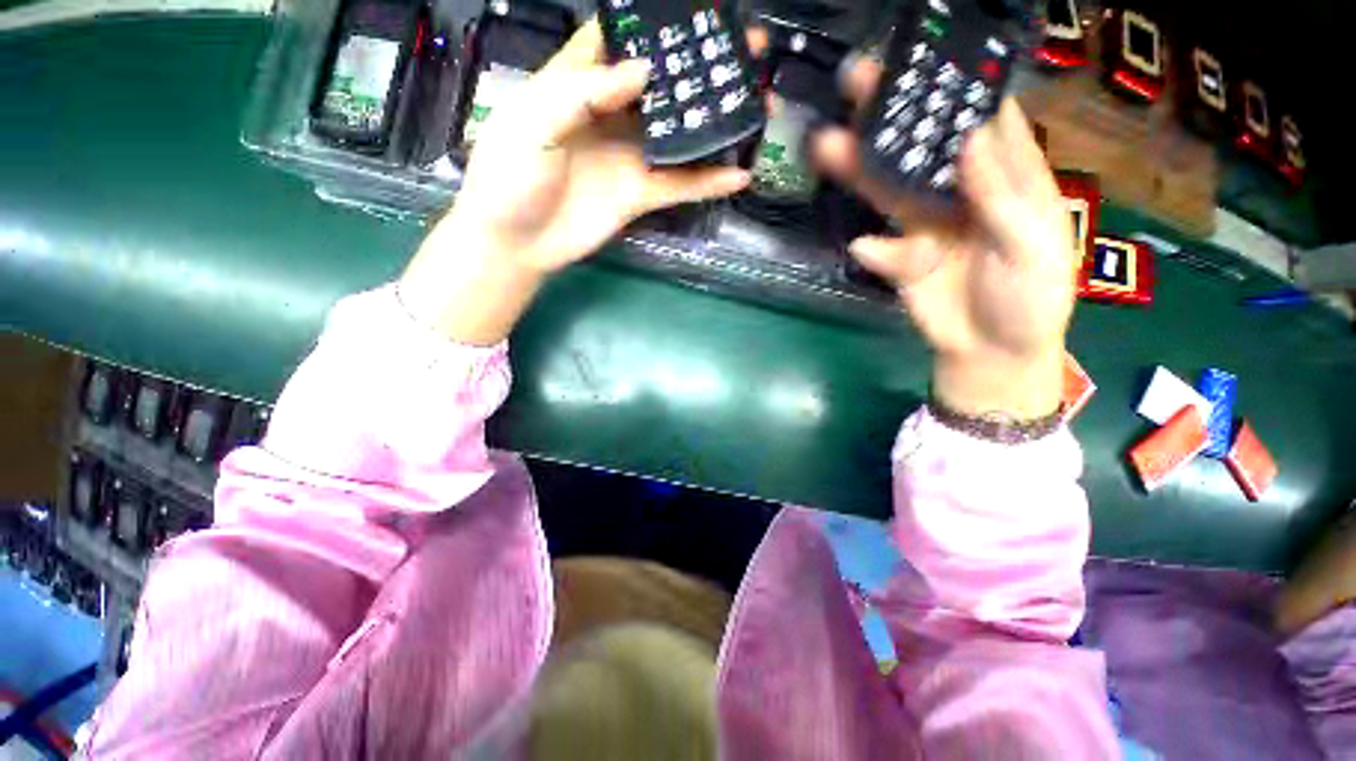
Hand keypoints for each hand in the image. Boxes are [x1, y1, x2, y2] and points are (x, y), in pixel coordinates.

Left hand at [401, 19, 750, 344]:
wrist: (518, 242)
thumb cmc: (511, 176)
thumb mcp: (535, 122)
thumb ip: (584, 94)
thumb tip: (643, 71)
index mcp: (579, 84)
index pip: (620, 41)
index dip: (653, 25)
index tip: (697, 12)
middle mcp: (611, 115)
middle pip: (663, 85)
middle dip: (702, 67)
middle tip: (748, 52)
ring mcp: (630, 157)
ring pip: (681, 134)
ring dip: (717, 122)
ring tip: (759, 105)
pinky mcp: (640, 195)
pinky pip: (681, 186)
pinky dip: (709, 182)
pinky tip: (739, 175)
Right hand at [814, 61, 1075, 419]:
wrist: (991, 352)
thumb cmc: (1030, 298)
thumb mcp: (1033, 247)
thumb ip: (1002, 197)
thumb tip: (972, 138)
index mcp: (1005, 178)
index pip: (980, 119)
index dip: (954, 87)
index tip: (921, 57)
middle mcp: (959, 192)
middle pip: (923, 145)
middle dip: (892, 113)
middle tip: (856, 80)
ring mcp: (924, 225)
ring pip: (889, 189)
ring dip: (859, 169)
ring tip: (826, 145)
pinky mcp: (899, 259)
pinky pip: (881, 249)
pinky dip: (874, 250)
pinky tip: (866, 248)